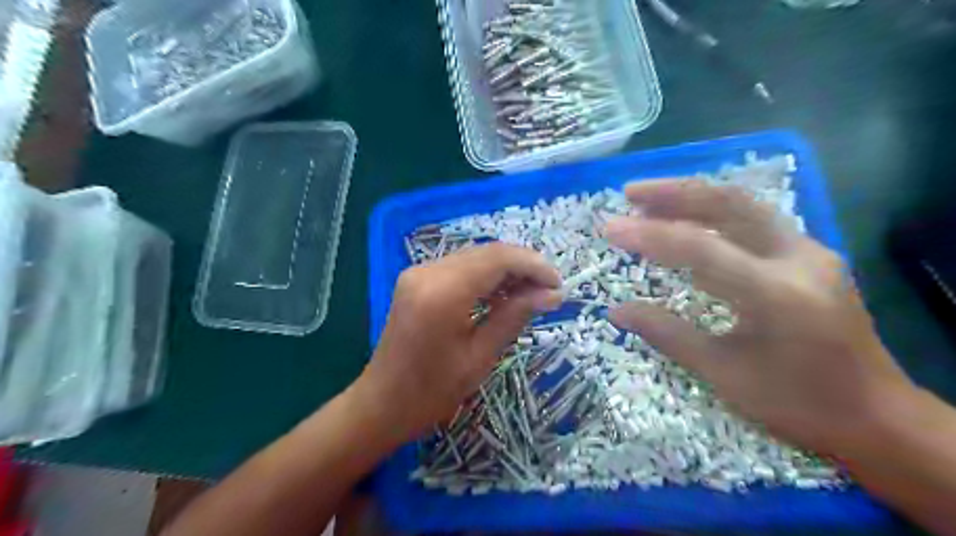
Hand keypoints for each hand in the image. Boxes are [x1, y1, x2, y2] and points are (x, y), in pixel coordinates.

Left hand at [352, 242, 561, 443]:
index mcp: (443, 292)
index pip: (498, 259)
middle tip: (550, 291)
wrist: (382, 403)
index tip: (559, 285)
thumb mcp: (480, 356)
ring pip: (475, 257)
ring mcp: (418, 272)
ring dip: (506, 270)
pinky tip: (503, 294)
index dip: (534, 266)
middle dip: (523, 266)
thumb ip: (515, 316)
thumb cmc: (432, 391)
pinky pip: (460, 267)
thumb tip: (552, 294)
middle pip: (487, 252)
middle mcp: (428, 271)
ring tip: (532, 294)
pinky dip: (485, 276)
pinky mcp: (416, 279)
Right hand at [604, 181, 908, 456]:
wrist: (875, 416)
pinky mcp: (811, 255)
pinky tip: (690, 220)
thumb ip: (667, 334)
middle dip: (675, 193)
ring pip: (746, 205)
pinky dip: (716, 213)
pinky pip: (757, 221)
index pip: (701, 249)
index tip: (610, 229)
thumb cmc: (795, 404)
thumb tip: (616, 310)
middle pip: (731, 204)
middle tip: (630, 193)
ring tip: (650, 200)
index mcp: (776, 294)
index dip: (650, 236)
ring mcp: (810, 252)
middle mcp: (799, 259)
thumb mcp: (723, 373)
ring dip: (694, 196)